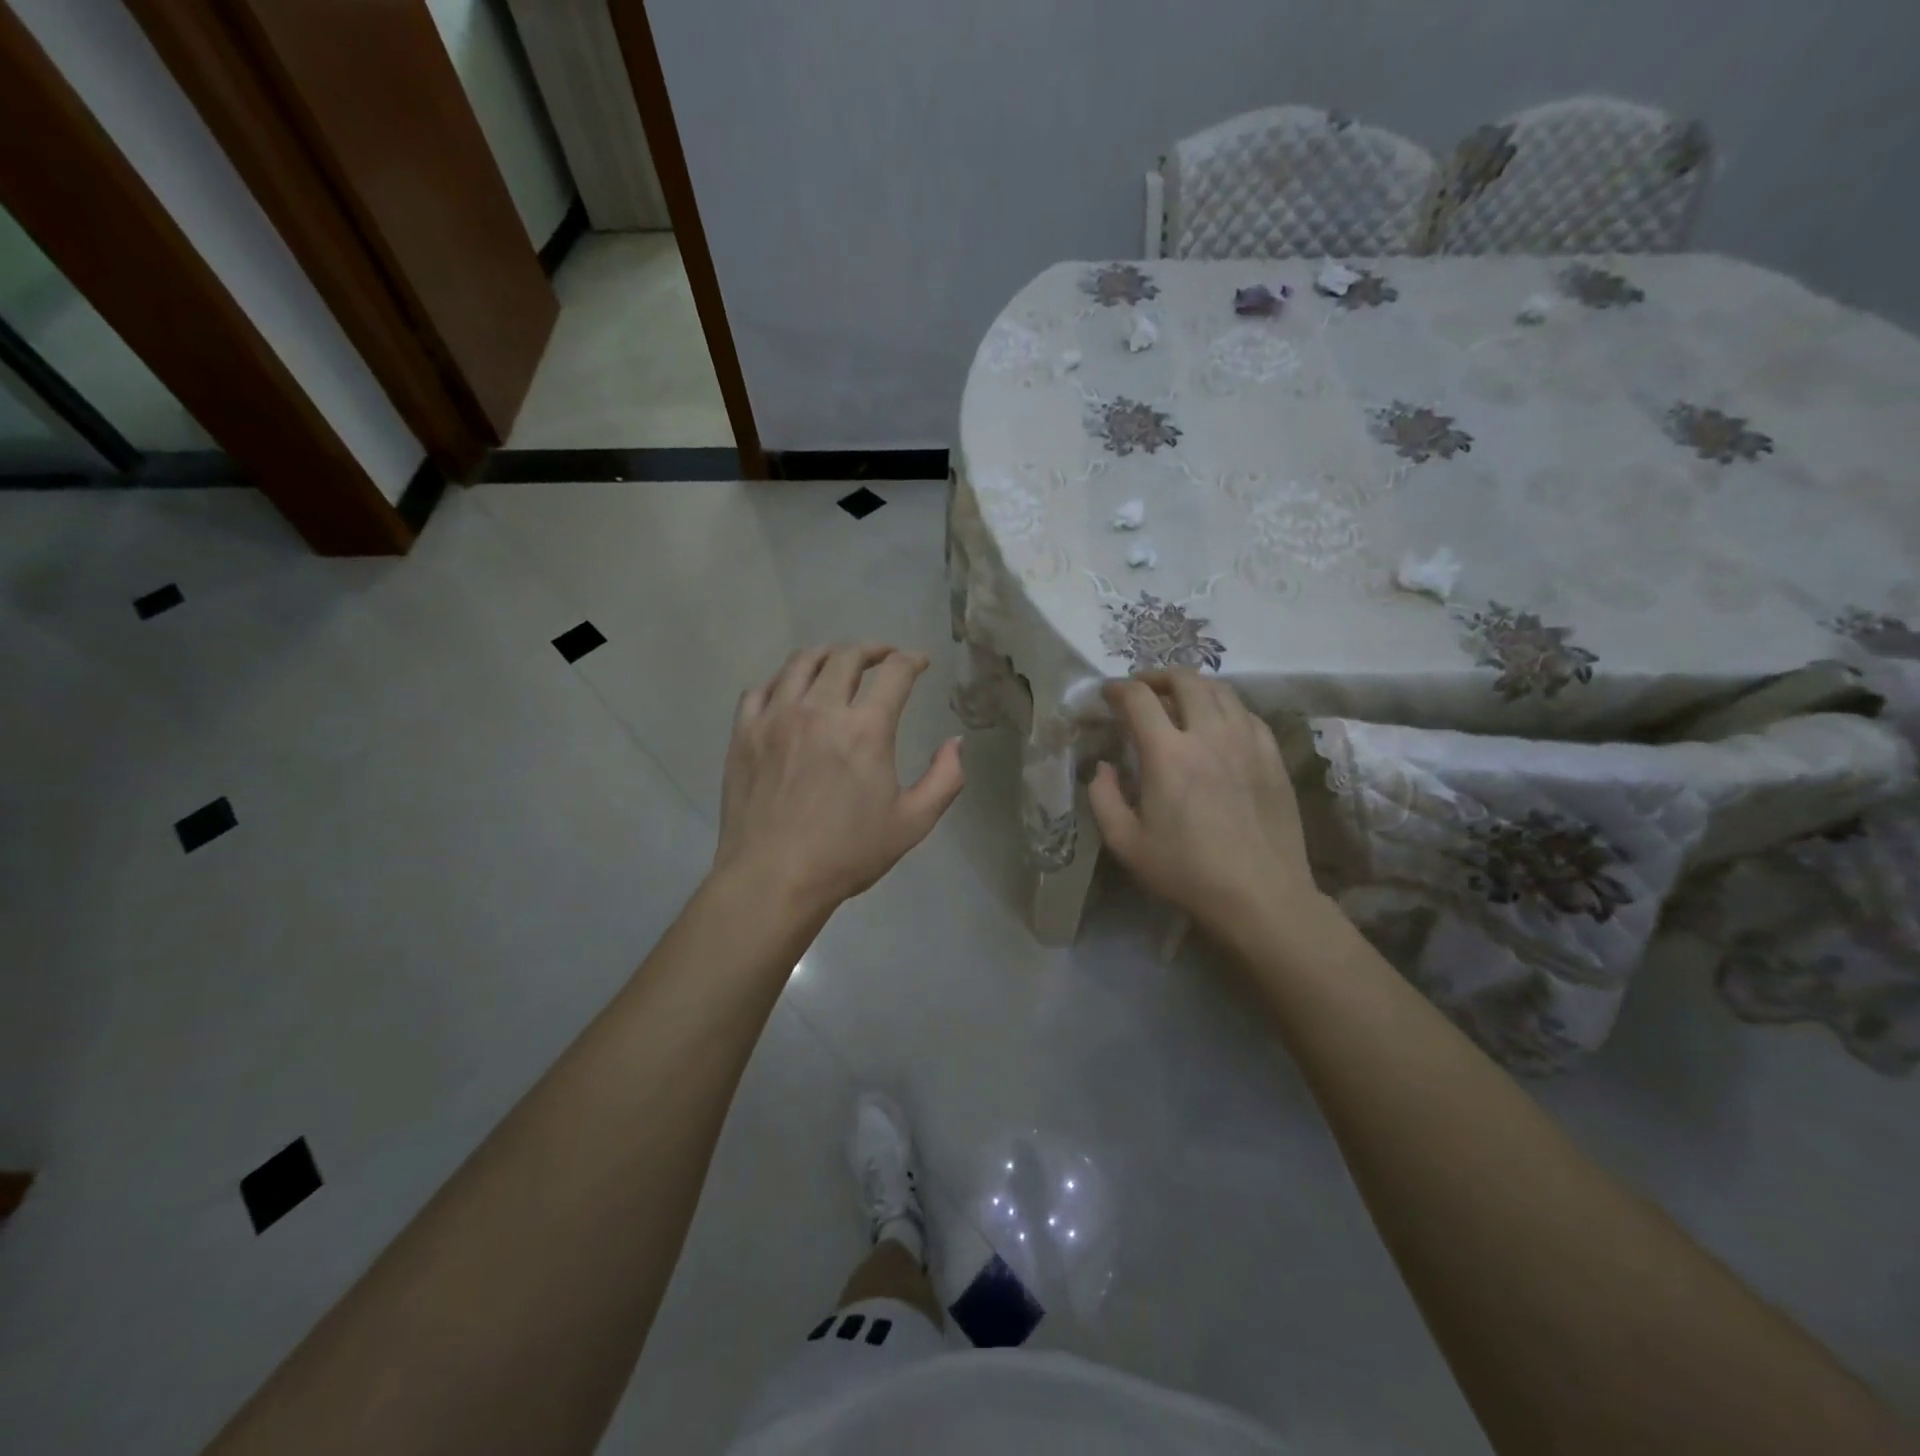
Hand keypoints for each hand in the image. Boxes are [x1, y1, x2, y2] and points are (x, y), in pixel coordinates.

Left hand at [713, 644, 964, 914]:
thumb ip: (945, 778)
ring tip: (838, 663)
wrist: (773, 878)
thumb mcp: (913, 823)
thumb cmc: (847, 854)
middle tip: (883, 658)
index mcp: (866, 729)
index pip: (895, 673)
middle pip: (847, 656)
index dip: (912, 660)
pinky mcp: (744, 732)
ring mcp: (776, 717)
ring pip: (801, 662)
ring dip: (827, 655)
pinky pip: (761, 689)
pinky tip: (791, 693)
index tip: (919, 662)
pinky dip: (782, 682)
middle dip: (872, 650)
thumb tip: (956, 742)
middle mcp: (820, 709)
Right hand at [1089, 670, 1321, 942]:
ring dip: (1193, 686)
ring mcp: (1247, 741)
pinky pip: (1246, 713)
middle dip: (1157, 676)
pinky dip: (1225, 707)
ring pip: (1221, 689)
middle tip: (1143, 690)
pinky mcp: (1272, 755)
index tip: (1107, 695)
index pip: (1139, 698)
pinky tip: (1218, 724)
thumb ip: (1103, 798)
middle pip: (1184, 680)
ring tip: (1179, 700)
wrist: (1261, 896)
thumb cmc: (1187, 872)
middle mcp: (1209, 734)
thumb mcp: (1126, 843)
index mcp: (1168, 754)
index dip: (1118, 689)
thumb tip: (1103, 767)